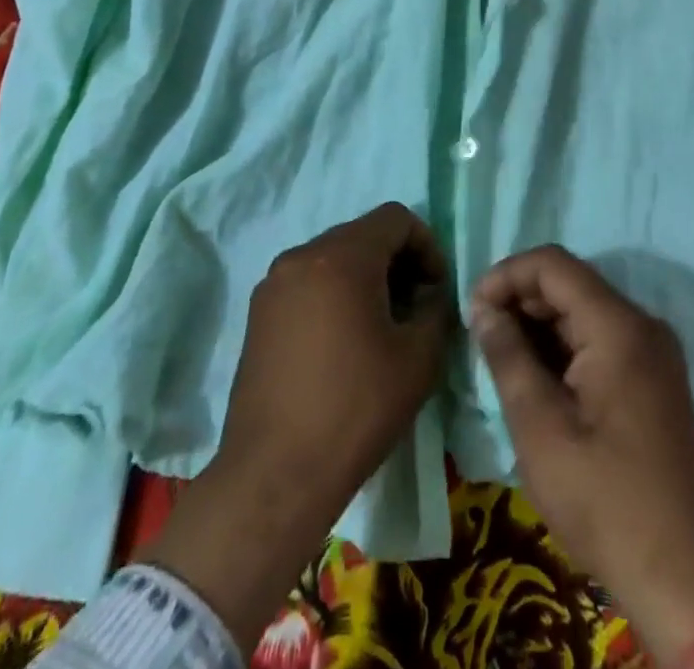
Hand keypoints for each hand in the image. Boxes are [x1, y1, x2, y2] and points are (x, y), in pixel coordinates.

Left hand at [143, 204, 450, 649]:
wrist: (274, 476)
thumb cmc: (355, 409)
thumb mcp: (418, 358)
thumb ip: (435, 309)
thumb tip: (429, 294)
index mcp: (342, 256)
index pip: (395, 218)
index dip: (426, 245)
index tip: (435, 289)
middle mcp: (301, 256)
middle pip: (362, 234)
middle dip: (396, 261)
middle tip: (413, 308)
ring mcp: (273, 284)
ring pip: (333, 258)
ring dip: (365, 278)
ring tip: (380, 327)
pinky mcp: (258, 314)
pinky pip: (307, 283)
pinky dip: (333, 294)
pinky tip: (343, 343)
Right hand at [471, 247, 693, 666]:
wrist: (685, 580)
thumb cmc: (605, 501)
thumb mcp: (540, 429)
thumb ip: (508, 357)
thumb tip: (483, 309)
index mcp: (618, 326)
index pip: (553, 265)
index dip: (507, 275)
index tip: (472, 309)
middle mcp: (642, 325)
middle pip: (571, 283)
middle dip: (521, 299)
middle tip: (481, 337)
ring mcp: (653, 353)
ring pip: (585, 311)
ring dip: (540, 325)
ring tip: (501, 359)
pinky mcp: (654, 379)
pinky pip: (602, 340)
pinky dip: (564, 347)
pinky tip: (537, 378)